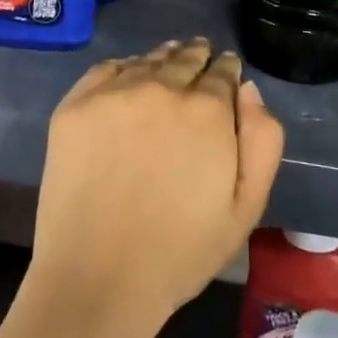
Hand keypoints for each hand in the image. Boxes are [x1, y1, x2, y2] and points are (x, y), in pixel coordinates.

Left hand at [21, 38, 283, 337]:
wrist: (98, 280)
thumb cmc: (181, 252)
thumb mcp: (246, 207)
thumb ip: (262, 140)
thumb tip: (247, 89)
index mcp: (207, 109)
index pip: (223, 72)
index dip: (227, 71)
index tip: (226, 73)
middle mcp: (161, 87)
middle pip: (185, 58)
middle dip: (197, 58)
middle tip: (199, 59)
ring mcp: (113, 93)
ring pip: (147, 60)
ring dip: (163, 60)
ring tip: (168, 64)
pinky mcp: (75, 105)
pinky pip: (107, 70)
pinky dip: (124, 69)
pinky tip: (128, 81)